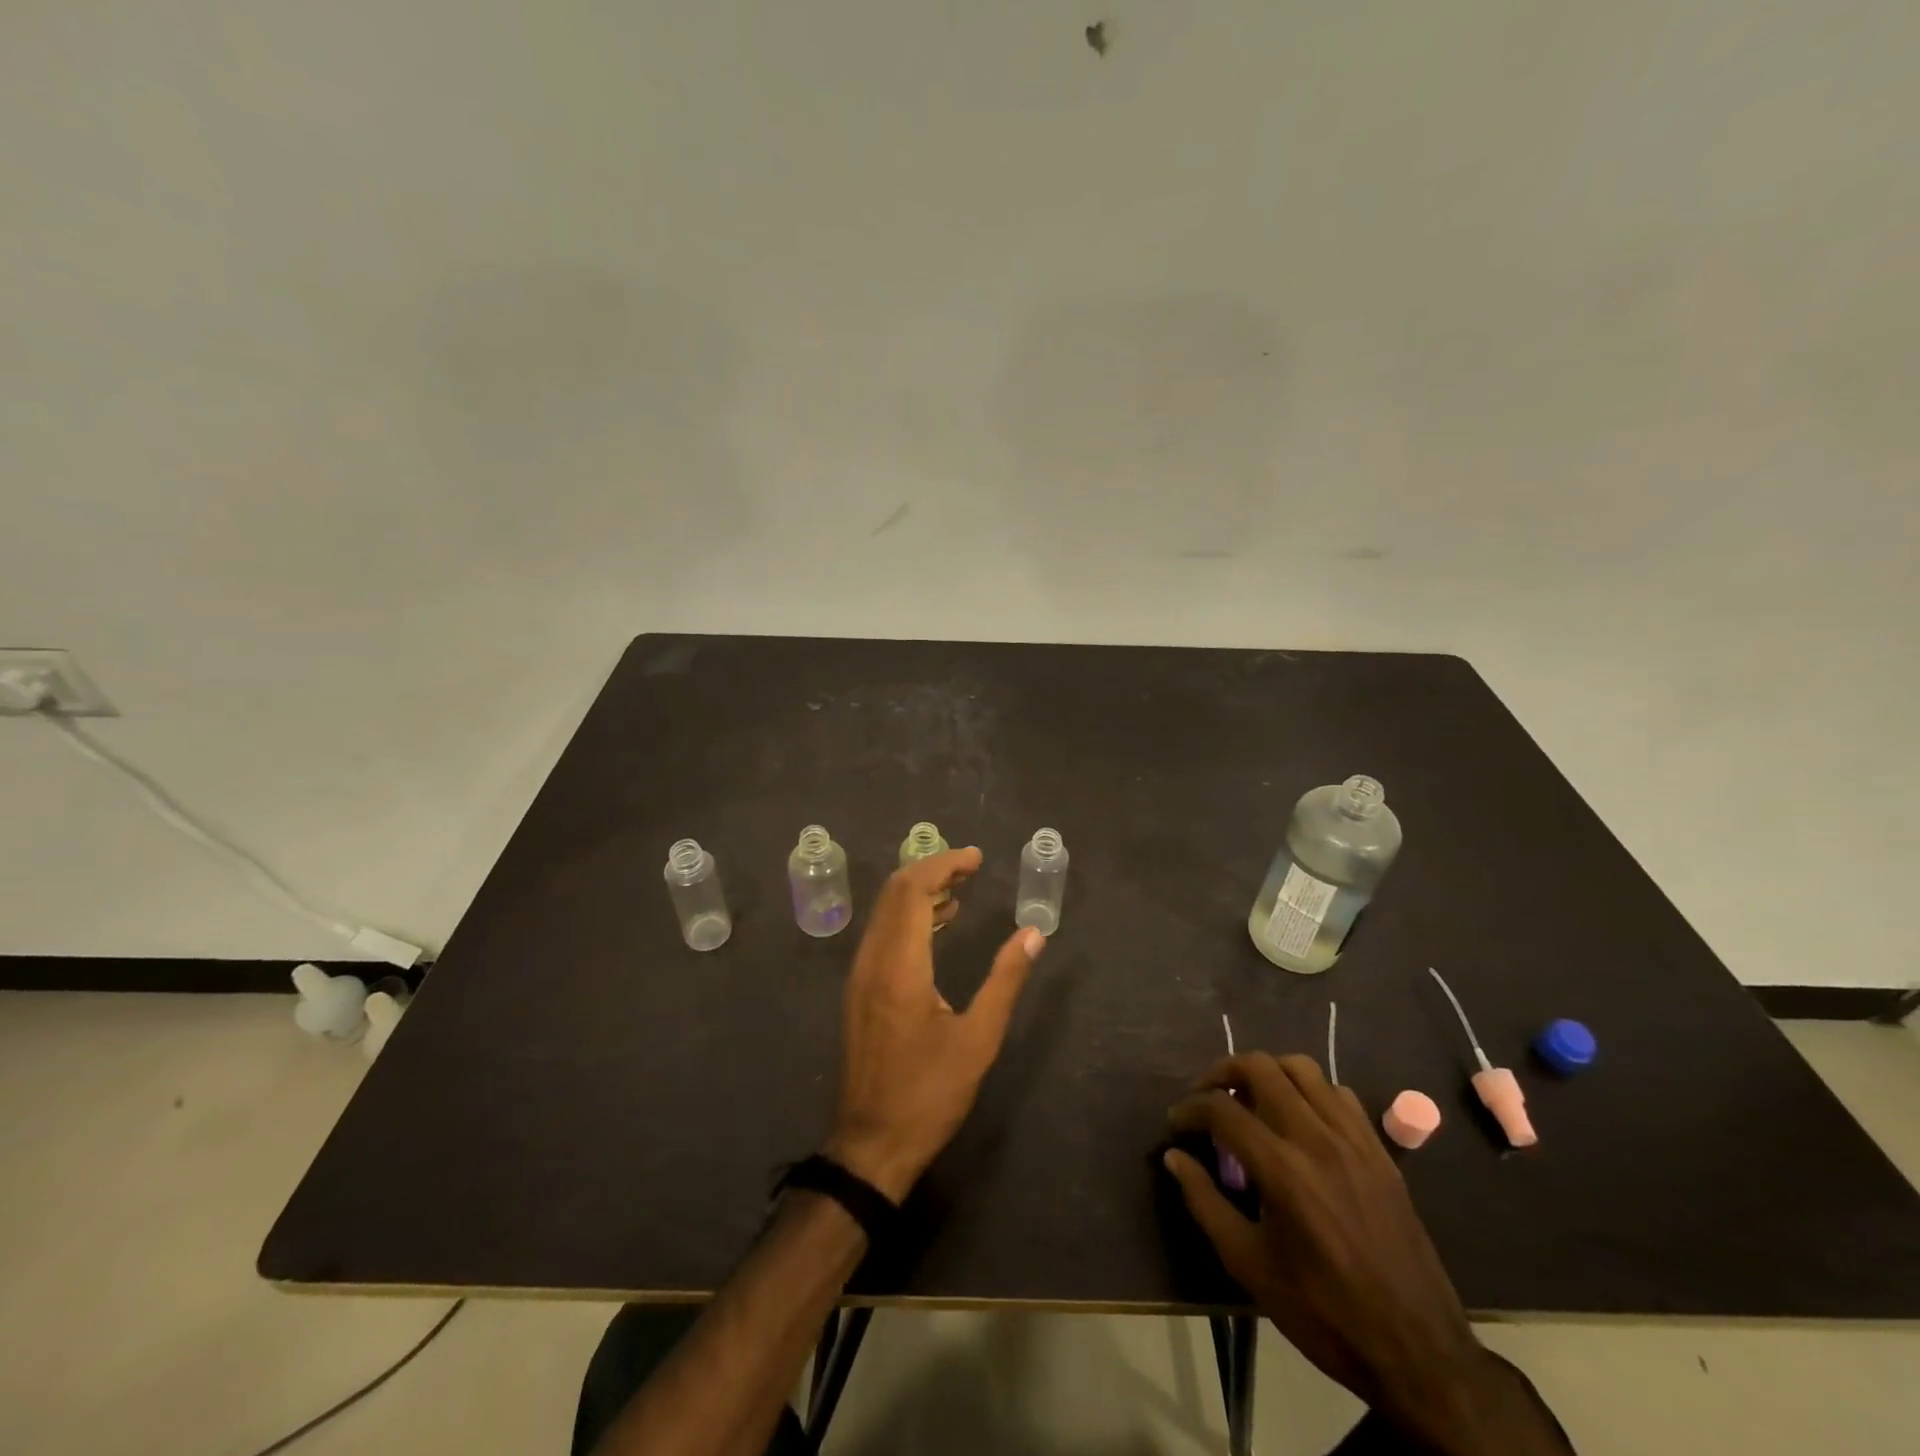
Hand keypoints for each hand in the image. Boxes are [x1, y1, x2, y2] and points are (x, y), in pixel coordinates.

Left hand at [823, 848, 1043, 1201]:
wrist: (872, 1143)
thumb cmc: (929, 1093)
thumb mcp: (979, 1039)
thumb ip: (1005, 980)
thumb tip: (1033, 934)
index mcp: (899, 965)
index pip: (912, 890)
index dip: (943, 865)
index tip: (976, 858)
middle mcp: (872, 960)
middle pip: (894, 892)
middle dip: (931, 870)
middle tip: (971, 867)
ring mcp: (860, 976)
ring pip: (884, 912)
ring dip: (918, 892)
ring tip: (960, 893)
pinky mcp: (859, 991)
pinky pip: (881, 934)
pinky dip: (908, 917)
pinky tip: (937, 927)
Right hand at [1166, 1055, 1563, 1450]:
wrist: (1419, 1352)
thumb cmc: (1324, 1312)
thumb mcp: (1250, 1266)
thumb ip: (1205, 1203)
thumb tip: (1174, 1157)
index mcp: (1283, 1169)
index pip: (1222, 1109)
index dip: (1190, 1109)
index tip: (1176, 1124)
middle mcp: (1317, 1139)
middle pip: (1261, 1067)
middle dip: (1223, 1072)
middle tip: (1207, 1097)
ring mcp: (1354, 1139)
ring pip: (1302, 1068)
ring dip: (1267, 1072)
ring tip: (1251, 1098)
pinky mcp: (1380, 1150)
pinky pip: (1339, 1094)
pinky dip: (1310, 1092)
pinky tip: (1300, 1120)